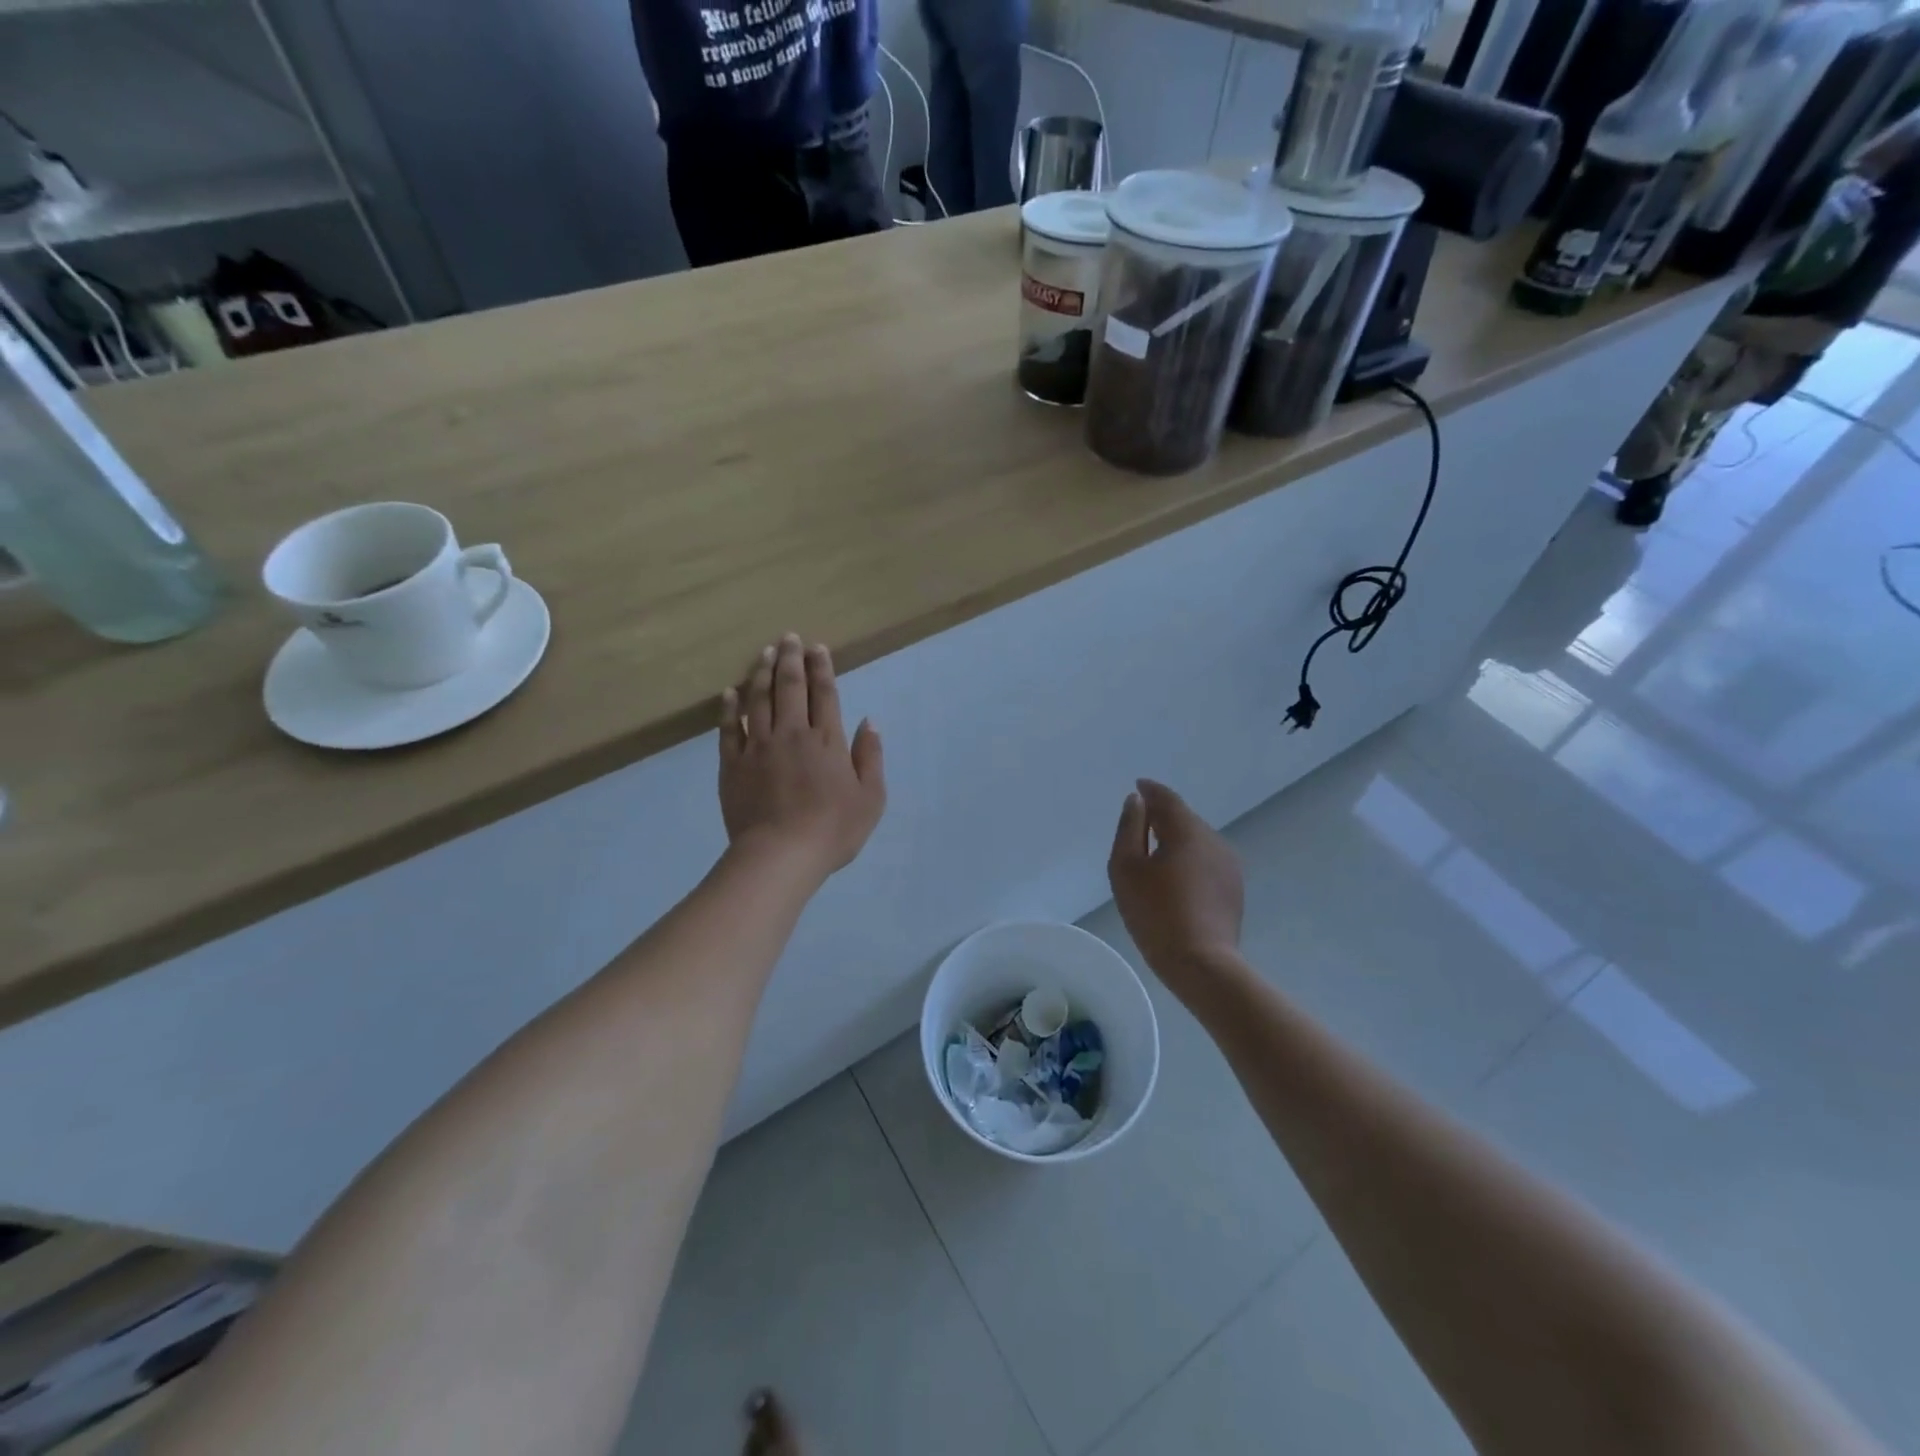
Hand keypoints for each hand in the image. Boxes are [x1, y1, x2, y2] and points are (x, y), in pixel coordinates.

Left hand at [719, 634, 885, 881]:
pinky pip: (729, 729)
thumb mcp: (871, 797)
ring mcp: (759, 747)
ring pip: (758, 699)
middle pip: (790, 687)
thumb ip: (870, 757)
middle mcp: (792, 734)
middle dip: (791, 658)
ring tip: (764, 652)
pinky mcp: (733, 764)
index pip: (824, 694)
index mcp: (826, 740)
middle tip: (789, 637)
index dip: (821, 668)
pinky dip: (729, 708)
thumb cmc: (833, 829)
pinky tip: (730, 692)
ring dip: (762, 673)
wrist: (781, 855)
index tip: (818, 647)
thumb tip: (868, 721)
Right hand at [1107, 780, 1243, 987]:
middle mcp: (1214, 840)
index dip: (1150, 791)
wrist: (1201, 963)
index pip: (1167, 799)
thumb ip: (1129, 829)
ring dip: (1176, 840)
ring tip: (1154, 854)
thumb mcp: (1125, 868)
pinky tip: (1175, 879)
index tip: (1137, 787)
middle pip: (1184, 819)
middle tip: (1139, 824)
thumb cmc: (1155, 913)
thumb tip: (1136, 802)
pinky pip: (1206, 861)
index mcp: (1187, 831)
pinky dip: (1188, 859)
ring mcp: (1229, 865)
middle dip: (1161, 817)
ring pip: (1197, 841)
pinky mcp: (1234, 888)